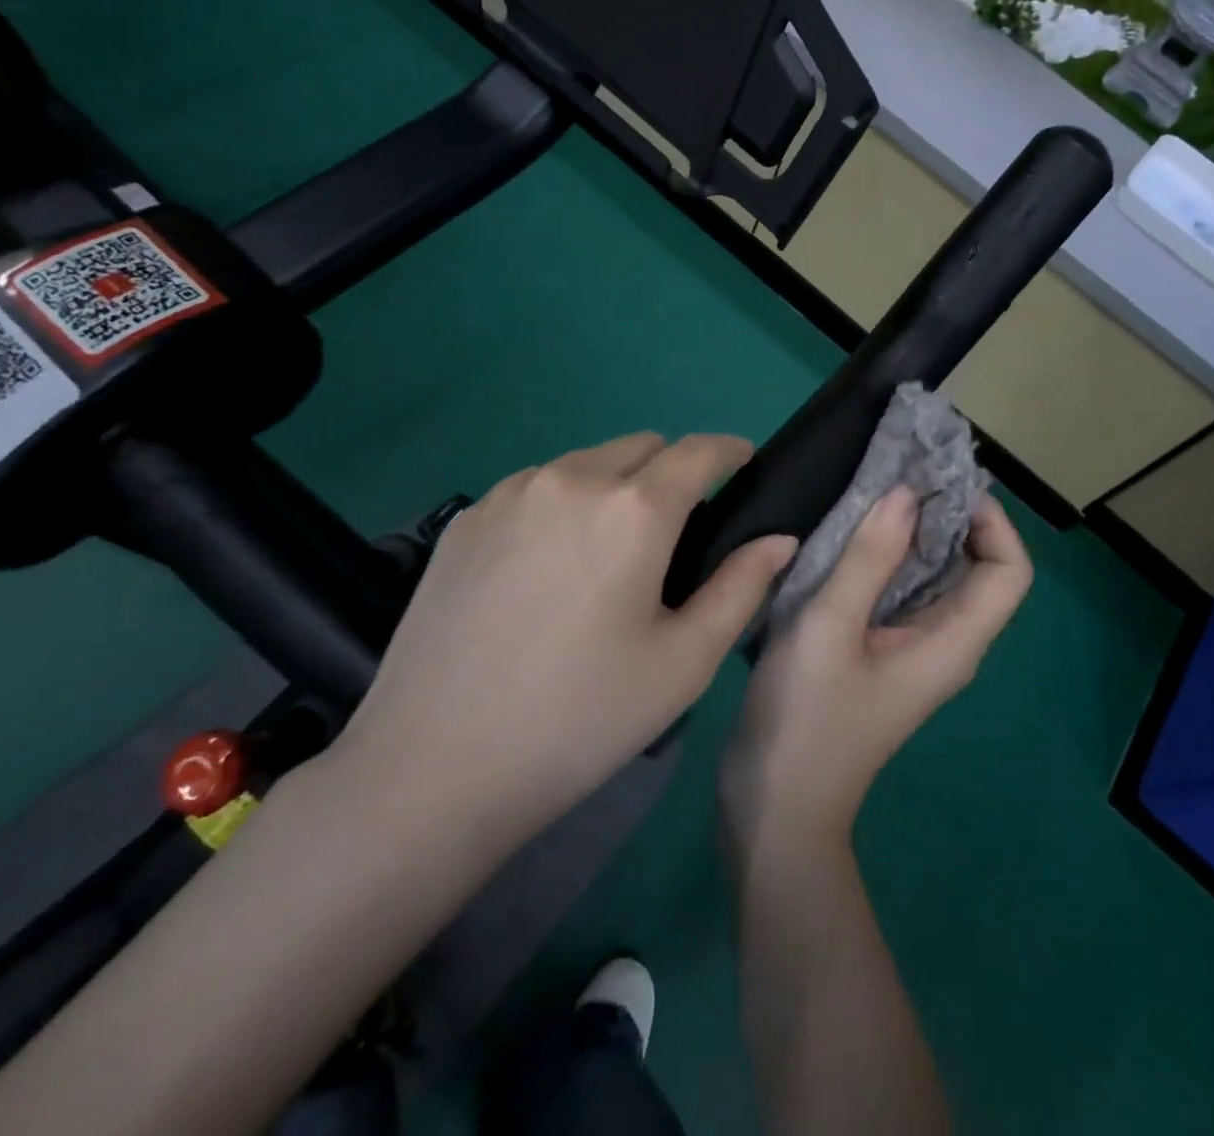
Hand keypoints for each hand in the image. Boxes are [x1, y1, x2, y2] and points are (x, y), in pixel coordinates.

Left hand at [332, 432, 796, 857]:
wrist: (434, 767)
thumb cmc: (580, 719)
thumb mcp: (683, 663)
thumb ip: (741, 587)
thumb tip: (780, 538)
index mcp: (633, 510)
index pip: (698, 451)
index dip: (730, 451)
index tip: (744, 464)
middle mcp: (571, 479)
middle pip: (642, 446)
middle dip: (673, 470)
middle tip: (676, 532)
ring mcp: (510, 493)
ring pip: (587, 462)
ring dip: (616, 485)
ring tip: (608, 553)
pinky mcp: (466, 518)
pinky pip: (537, 486)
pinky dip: (565, 503)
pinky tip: (549, 568)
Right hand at [720, 487, 1031, 857]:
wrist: (776, 809)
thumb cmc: (805, 720)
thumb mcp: (829, 629)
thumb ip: (868, 559)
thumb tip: (905, 494)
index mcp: (952, 641)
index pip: (1008, 570)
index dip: (991, 521)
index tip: (941, 484)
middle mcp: (946, 644)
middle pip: (975, 569)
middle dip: (948, 516)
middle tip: (901, 472)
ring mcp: (913, 652)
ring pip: (935, 579)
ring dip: (914, 533)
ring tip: (874, 492)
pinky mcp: (881, 655)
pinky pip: (901, 594)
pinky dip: (886, 558)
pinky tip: (847, 537)